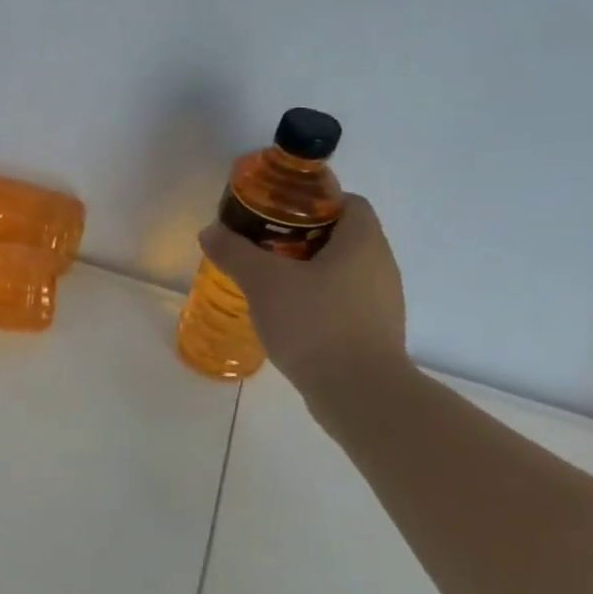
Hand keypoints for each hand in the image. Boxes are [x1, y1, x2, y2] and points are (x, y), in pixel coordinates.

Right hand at [198, 194, 407, 399]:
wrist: (359, 392)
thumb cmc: (315, 323)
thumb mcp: (263, 282)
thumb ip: (234, 252)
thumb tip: (210, 231)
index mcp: (363, 242)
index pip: (348, 202)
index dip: (312, 201)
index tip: (275, 213)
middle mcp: (380, 265)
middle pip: (341, 236)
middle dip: (300, 237)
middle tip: (261, 247)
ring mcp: (382, 302)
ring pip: (341, 271)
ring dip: (307, 271)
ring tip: (268, 282)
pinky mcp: (374, 332)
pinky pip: (343, 302)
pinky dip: (316, 300)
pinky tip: (287, 316)